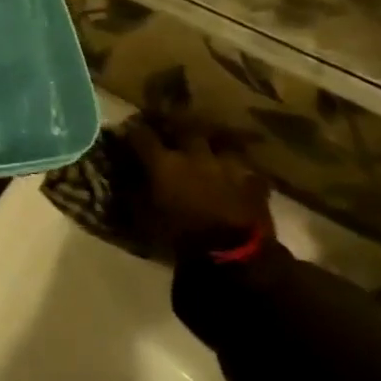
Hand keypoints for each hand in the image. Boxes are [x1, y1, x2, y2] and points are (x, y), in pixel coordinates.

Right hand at [122, 117, 273, 260]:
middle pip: (184, 128)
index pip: (142, 136)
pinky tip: (237, 174)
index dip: (134, 131)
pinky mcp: (253, 181)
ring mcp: (227, 165)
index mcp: (164, 163)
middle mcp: (194, 155)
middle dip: (176, 126)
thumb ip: (136, 194)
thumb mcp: (147, 218)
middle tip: (171, 129)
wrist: (234, 255)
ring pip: (219, 143)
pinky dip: (239, 169)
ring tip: (209, 148)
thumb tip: (128, 182)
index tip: (129, 131)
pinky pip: (245, 168)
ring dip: (212, 144)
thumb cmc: (182, 237)